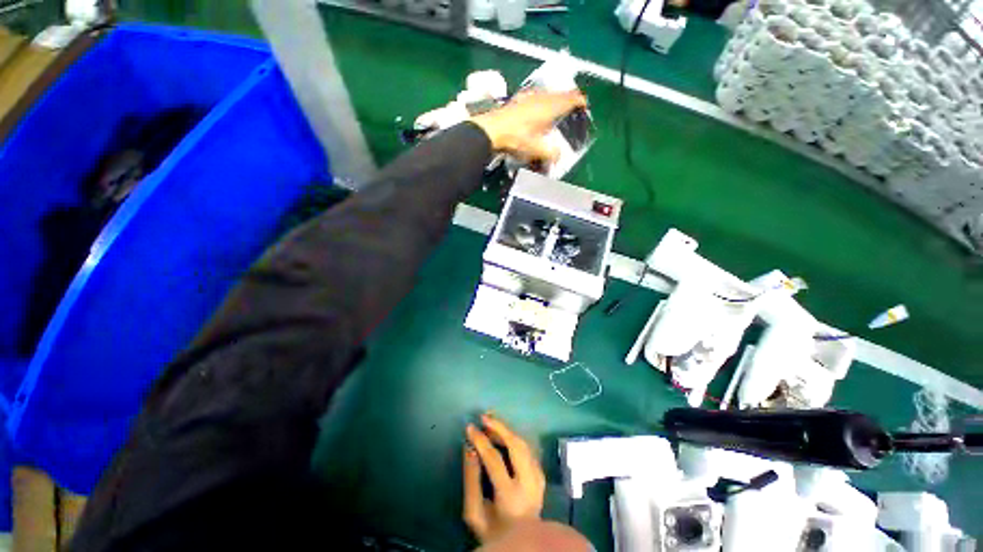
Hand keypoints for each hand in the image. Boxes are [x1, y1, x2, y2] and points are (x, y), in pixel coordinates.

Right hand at [463, 413, 545, 544]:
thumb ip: (471, 479)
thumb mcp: (474, 512)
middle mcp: (529, 483)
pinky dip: (514, 438)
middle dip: (500, 427)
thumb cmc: (493, 531)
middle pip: (516, 445)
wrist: (523, 545)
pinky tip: (504, 434)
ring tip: (491, 422)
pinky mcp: (541, 475)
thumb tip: (470, 448)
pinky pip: (527, 449)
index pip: (495, 460)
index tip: (470, 428)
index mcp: (510, 496)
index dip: (481, 441)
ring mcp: (538, 478)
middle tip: (484, 417)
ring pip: (524, 444)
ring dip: (507, 429)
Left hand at [470, 90, 587, 164]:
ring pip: (547, 93)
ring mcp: (528, 96)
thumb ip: (550, 153)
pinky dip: (540, 100)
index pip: (570, 99)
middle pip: (560, 93)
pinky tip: (535, 106)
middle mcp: (541, 98)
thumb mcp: (536, 150)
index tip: (585, 105)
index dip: (580, 101)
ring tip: (556, 106)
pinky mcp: (518, 99)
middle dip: (568, 98)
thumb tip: (558, 157)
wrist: (491, 130)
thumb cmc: (517, 139)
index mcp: (550, 107)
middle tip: (572, 106)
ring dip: (554, 98)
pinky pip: (535, 96)